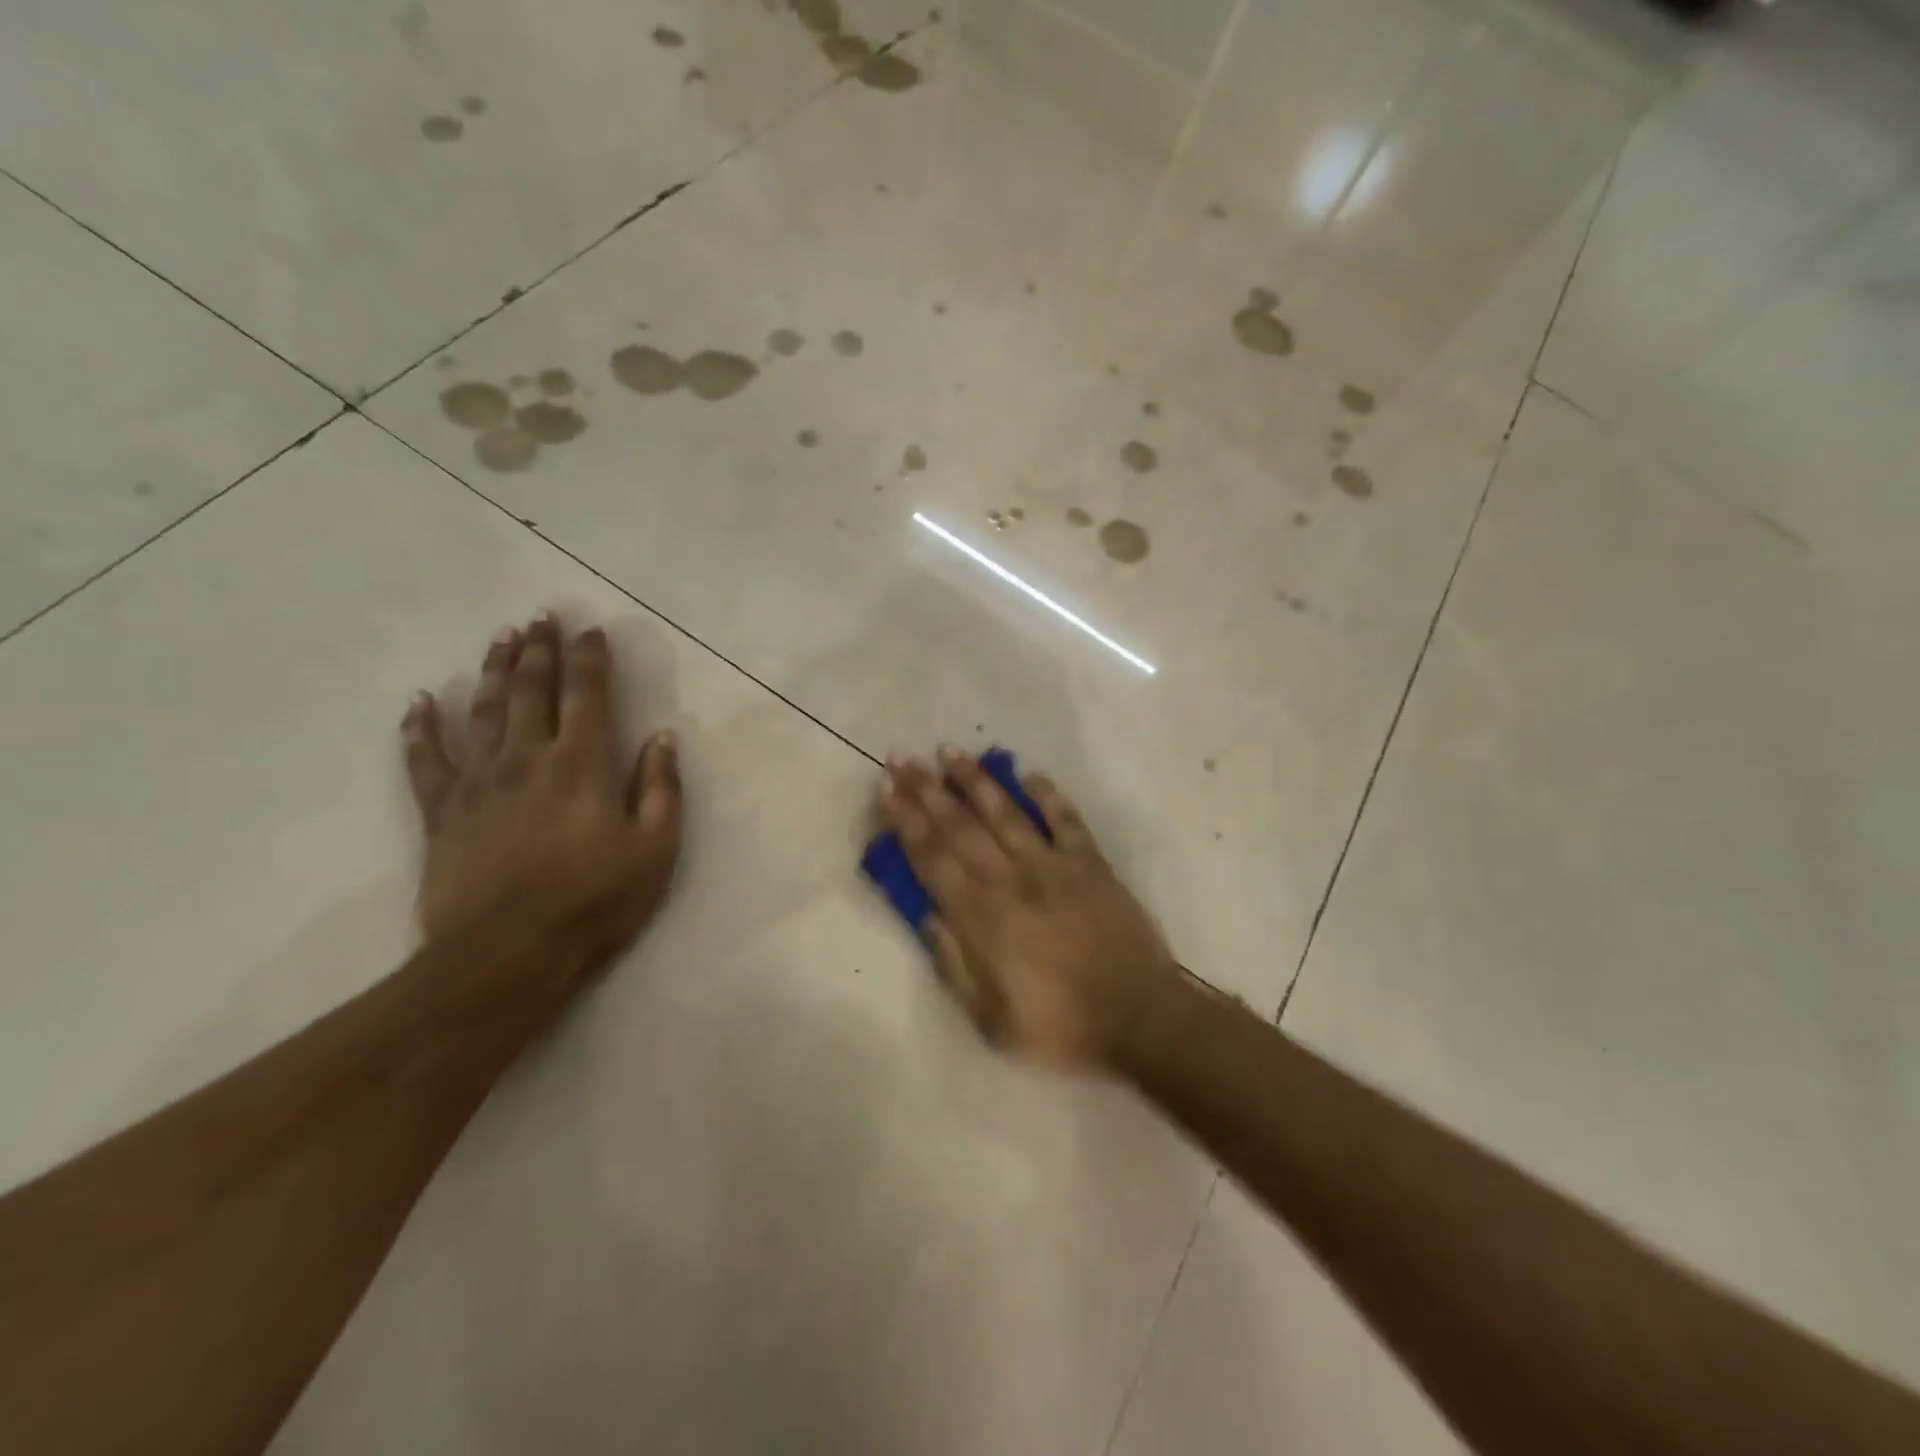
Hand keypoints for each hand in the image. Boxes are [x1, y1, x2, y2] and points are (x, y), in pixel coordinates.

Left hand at [401, 615, 680, 983]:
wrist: (505, 955)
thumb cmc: (594, 902)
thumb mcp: (654, 849)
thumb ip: (660, 788)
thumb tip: (663, 737)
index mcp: (582, 765)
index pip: (588, 695)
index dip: (590, 659)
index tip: (591, 630)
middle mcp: (527, 758)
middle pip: (531, 690)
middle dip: (539, 650)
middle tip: (541, 616)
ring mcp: (478, 782)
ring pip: (483, 711)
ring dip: (493, 671)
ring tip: (500, 639)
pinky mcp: (441, 812)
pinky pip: (426, 759)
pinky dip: (420, 728)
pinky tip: (419, 702)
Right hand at [879, 747, 1180, 1072]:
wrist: (1140, 1019)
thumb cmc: (1060, 1027)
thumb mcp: (990, 1019)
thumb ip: (954, 963)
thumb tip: (925, 915)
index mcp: (982, 918)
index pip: (933, 859)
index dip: (907, 823)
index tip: (887, 791)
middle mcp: (1012, 881)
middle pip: (961, 827)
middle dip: (927, 790)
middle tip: (902, 758)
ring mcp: (1054, 867)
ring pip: (1007, 813)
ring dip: (976, 781)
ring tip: (951, 751)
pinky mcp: (1092, 864)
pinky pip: (1066, 821)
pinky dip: (1049, 796)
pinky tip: (1031, 774)